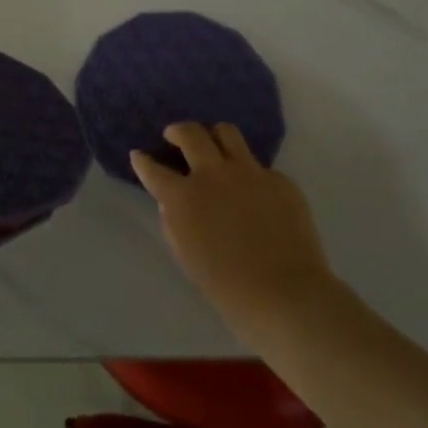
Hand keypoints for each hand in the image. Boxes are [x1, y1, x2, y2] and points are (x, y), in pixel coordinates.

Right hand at [132, 122, 335, 339]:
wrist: (288, 297)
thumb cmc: (228, 289)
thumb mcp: (187, 257)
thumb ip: (174, 223)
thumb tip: (172, 203)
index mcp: (184, 196)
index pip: (153, 169)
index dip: (142, 161)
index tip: (139, 156)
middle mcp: (213, 173)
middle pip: (190, 133)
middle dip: (177, 131)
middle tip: (174, 136)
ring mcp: (250, 172)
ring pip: (226, 133)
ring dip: (213, 137)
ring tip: (213, 147)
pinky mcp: (280, 180)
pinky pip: (260, 167)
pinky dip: (250, 174)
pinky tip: (255, 194)